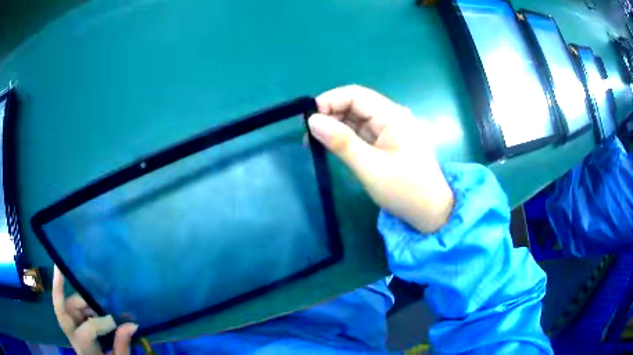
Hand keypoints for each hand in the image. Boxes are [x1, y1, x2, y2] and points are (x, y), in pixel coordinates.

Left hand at [53, 266, 137, 354]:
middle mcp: (72, 336)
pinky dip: (81, 303)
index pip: (87, 331)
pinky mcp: (73, 324)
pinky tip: (94, 303)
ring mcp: (70, 329)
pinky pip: (71, 307)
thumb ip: (122, 345)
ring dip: (79, 300)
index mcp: (84, 348)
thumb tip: (132, 324)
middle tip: (60, 268)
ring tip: (96, 300)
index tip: (120, 321)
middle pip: (61, 311)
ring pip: (66, 306)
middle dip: (58, 289)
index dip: (101, 323)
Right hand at [308, 85, 453, 232]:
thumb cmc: (404, 190)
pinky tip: (332, 145)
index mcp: (393, 116)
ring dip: (336, 126)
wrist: (430, 212)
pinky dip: (346, 136)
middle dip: (330, 114)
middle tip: (308, 135)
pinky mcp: (388, 141)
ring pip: (357, 118)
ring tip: (315, 142)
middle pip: (355, 104)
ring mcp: (390, 129)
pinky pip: (362, 131)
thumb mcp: (370, 167)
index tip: (309, 119)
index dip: (330, 101)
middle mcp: (392, 116)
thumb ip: (341, 142)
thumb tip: (312, 121)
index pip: (356, 95)